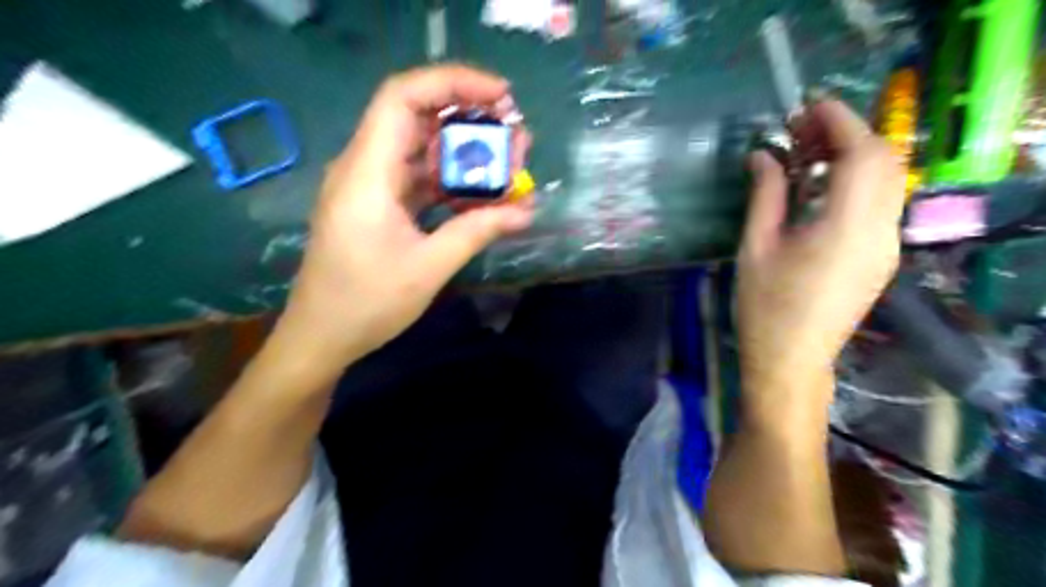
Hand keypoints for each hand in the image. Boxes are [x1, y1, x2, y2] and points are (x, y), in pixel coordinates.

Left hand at [274, 64, 534, 371]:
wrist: (321, 336)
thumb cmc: (366, 303)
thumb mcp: (428, 268)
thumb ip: (477, 231)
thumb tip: (526, 210)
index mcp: (367, 173)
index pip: (403, 97)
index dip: (453, 82)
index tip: (501, 96)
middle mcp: (364, 167)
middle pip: (417, 117)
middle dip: (469, 118)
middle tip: (515, 135)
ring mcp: (371, 186)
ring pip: (421, 148)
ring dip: (464, 151)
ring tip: (509, 163)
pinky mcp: (379, 205)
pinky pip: (418, 178)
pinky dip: (451, 179)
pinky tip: (482, 192)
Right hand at [738, 98, 902, 420]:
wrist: (791, 360)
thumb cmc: (765, 307)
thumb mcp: (755, 247)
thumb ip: (766, 195)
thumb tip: (764, 155)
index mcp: (848, 228)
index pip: (861, 155)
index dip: (838, 122)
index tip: (807, 106)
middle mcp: (881, 231)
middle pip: (884, 161)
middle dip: (846, 133)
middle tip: (800, 129)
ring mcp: (886, 245)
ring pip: (886, 181)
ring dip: (853, 156)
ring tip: (807, 153)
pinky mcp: (880, 257)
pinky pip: (879, 204)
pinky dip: (856, 181)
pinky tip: (820, 187)